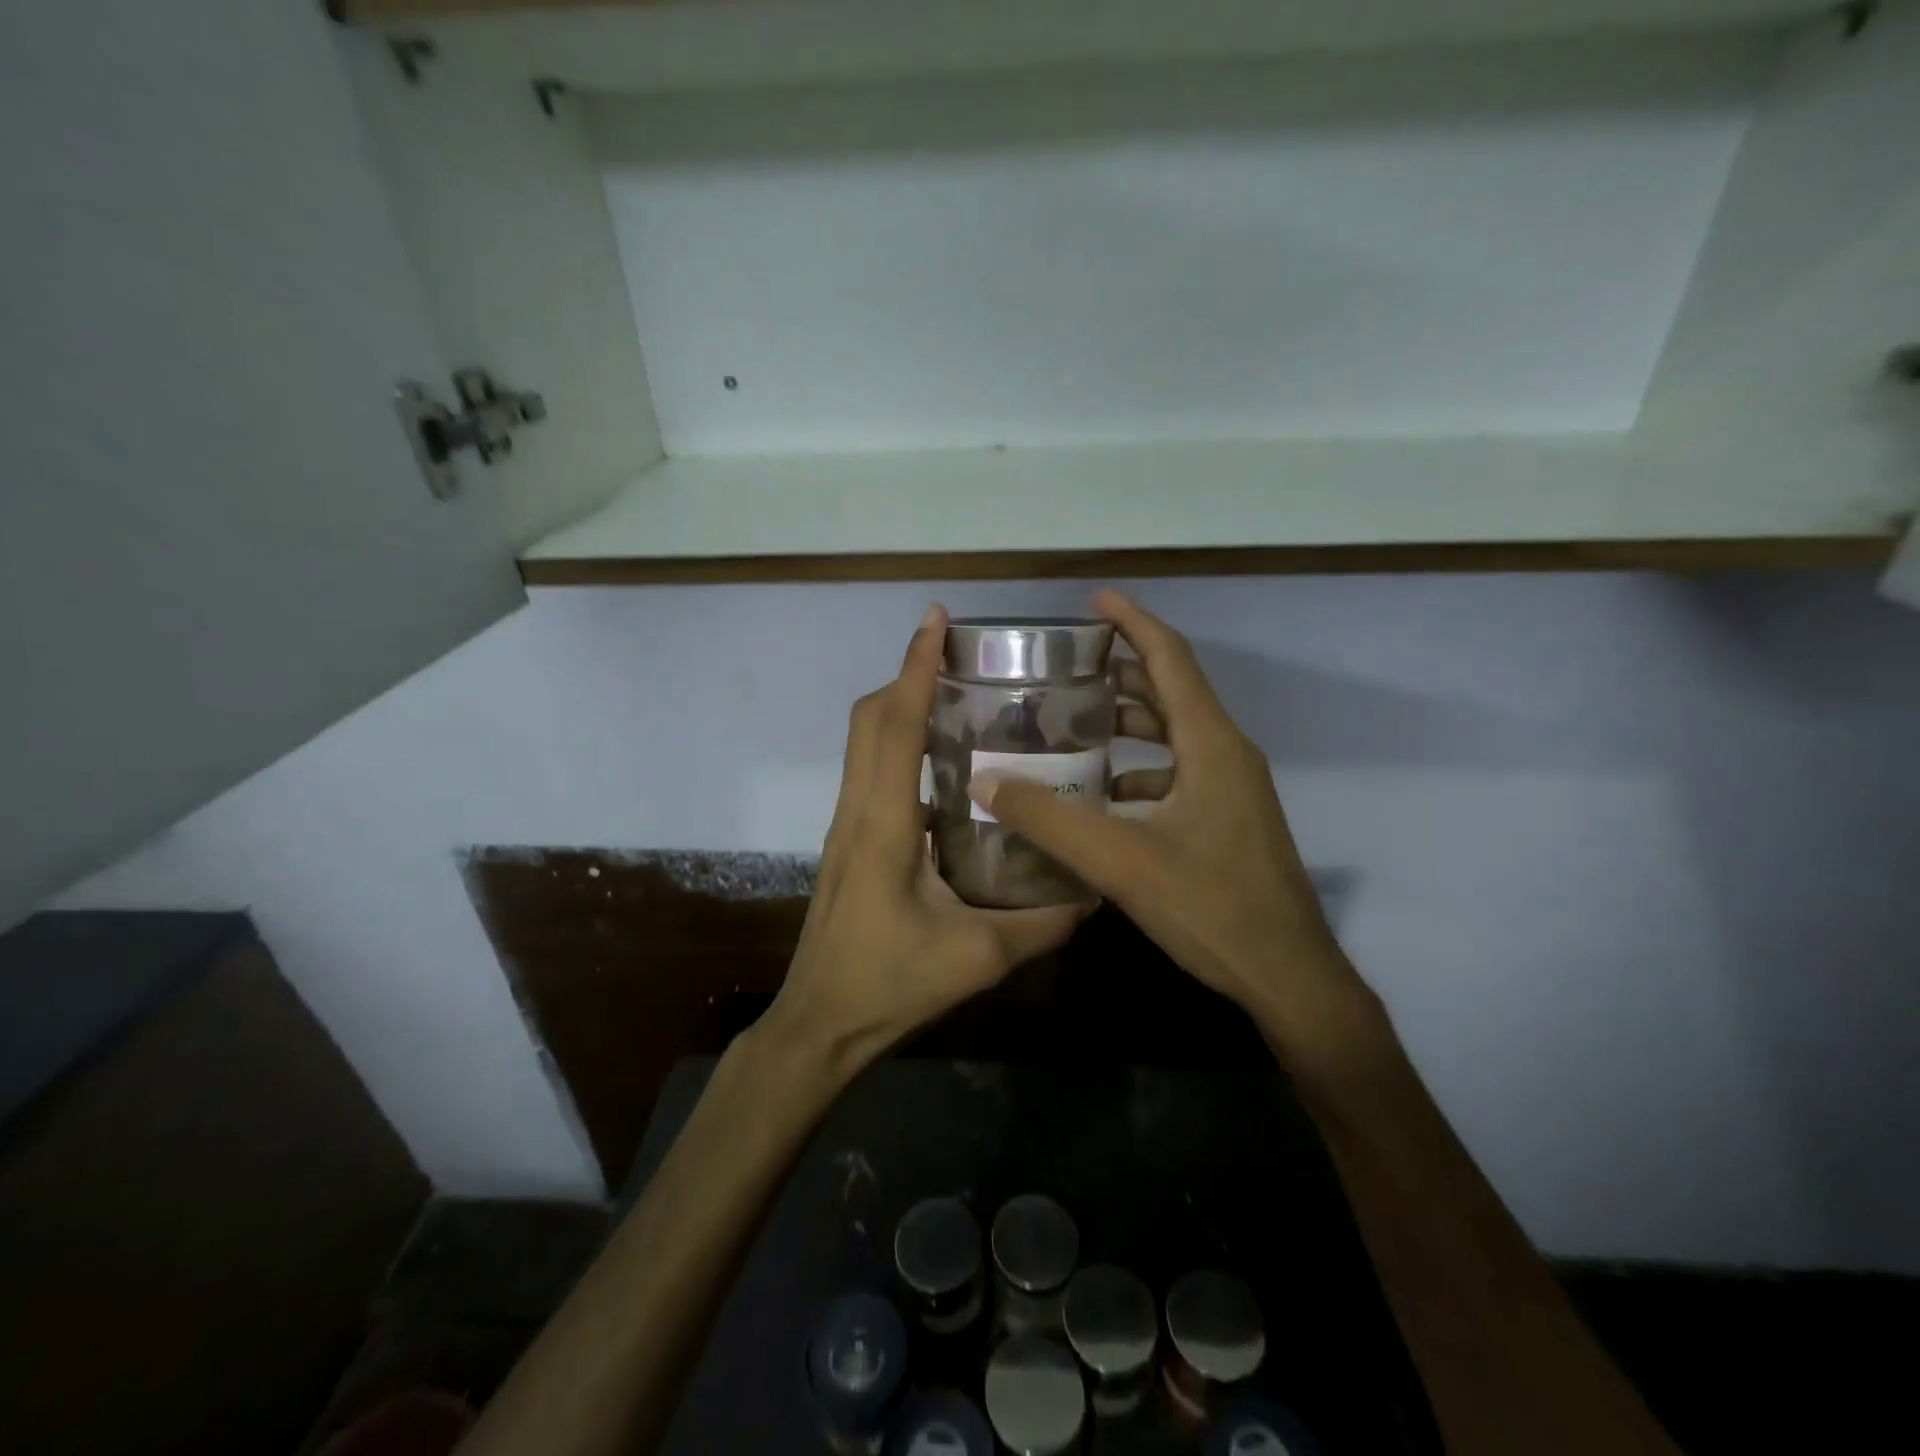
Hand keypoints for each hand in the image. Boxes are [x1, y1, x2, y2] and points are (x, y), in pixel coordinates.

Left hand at [761, 604, 1085, 1076]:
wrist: (820, 1024)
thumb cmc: (888, 986)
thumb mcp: (976, 958)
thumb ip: (1040, 926)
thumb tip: (1092, 897)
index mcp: (883, 824)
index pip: (893, 725)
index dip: (913, 666)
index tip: (935, 620)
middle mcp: (857, 811)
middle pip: (869, 720)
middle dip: (907, 675)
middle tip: (958, 655)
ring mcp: (847, 826)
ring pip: (865, 743)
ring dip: (901, 707)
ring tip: (956, 695)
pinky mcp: (849, 843)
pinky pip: (871, 772)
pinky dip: (899, 744)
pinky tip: (945, 764)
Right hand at [968, 590, 1373, 1055]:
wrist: (1288, 975)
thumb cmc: (1212, 909)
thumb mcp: (1121, 862)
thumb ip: (1049, 821)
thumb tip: (986, 780)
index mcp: (1211, 745)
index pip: (1170, 659)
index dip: (1133, 622)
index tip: (1095, 601)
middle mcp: (1227, 754)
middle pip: (1171, 691)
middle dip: (1121, 670)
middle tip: (1066, 667)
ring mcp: (1232, 788)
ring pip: (1175, 734)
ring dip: (1129, 721)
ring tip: (1074, 722)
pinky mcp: (1228, 818)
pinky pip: (1178, 771)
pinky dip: (1139, 768)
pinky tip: (1101, 794)